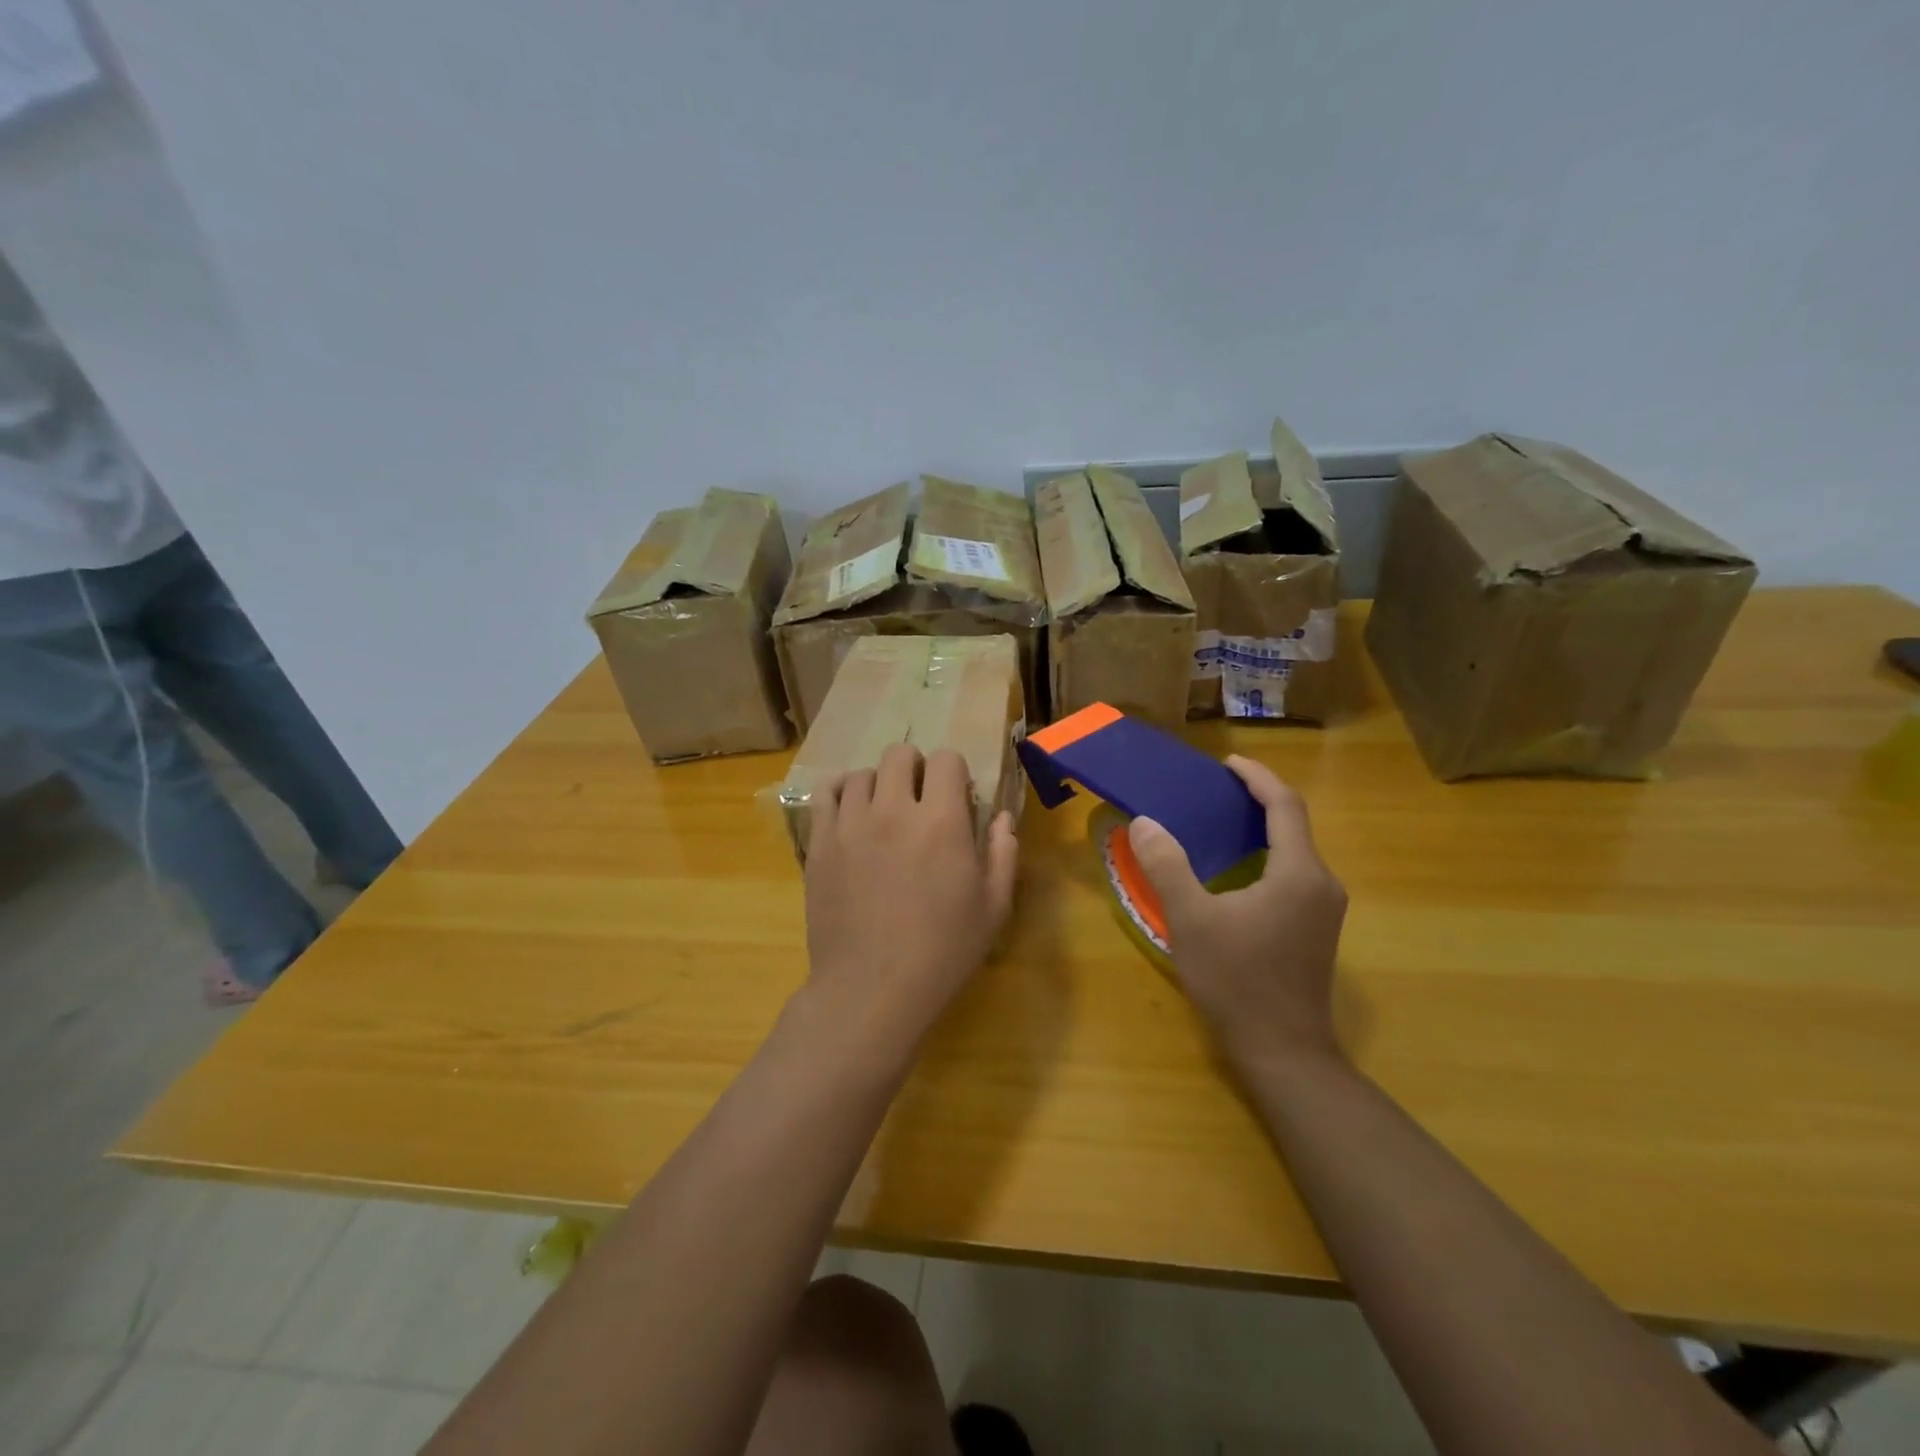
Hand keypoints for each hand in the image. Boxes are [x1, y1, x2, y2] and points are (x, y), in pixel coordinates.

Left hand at [803, 743, 1018, 1050]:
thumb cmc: (942, 951)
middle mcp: (893, 809)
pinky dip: (841, 791)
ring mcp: (850, 824)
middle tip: (920, 801)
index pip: (947, 759)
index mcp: (941, 821)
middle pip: (900, 754)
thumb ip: (1002, 854)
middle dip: (916, 768)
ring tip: (884, 812)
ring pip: (862, 773)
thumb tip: (1002, 818)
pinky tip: (851, 809)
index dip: (955, 772)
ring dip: (879, 784)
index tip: (956, 798)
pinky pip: (826, 794)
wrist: (872, 989)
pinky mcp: (820, 843)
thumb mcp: (992, 908)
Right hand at [1126, 756, 1346, 1066]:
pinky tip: (1236, 871)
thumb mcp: (1192, 920)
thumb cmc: (1237, 982)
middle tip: (1214, 790)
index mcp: (1298, 873)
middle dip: (1256, 800)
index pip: (1284, 805)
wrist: (1284, 1053)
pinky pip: (1293, 875)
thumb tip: (1145, 823)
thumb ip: (1167, 866)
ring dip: (1261, 829)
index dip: (1257, 777)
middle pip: (1294, 824)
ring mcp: (1323, 910)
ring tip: (1220, 822)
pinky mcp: (1315, 930)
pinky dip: (1265, 857)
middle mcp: (1321, 884)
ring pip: (1294, 852)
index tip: (1227, 763)